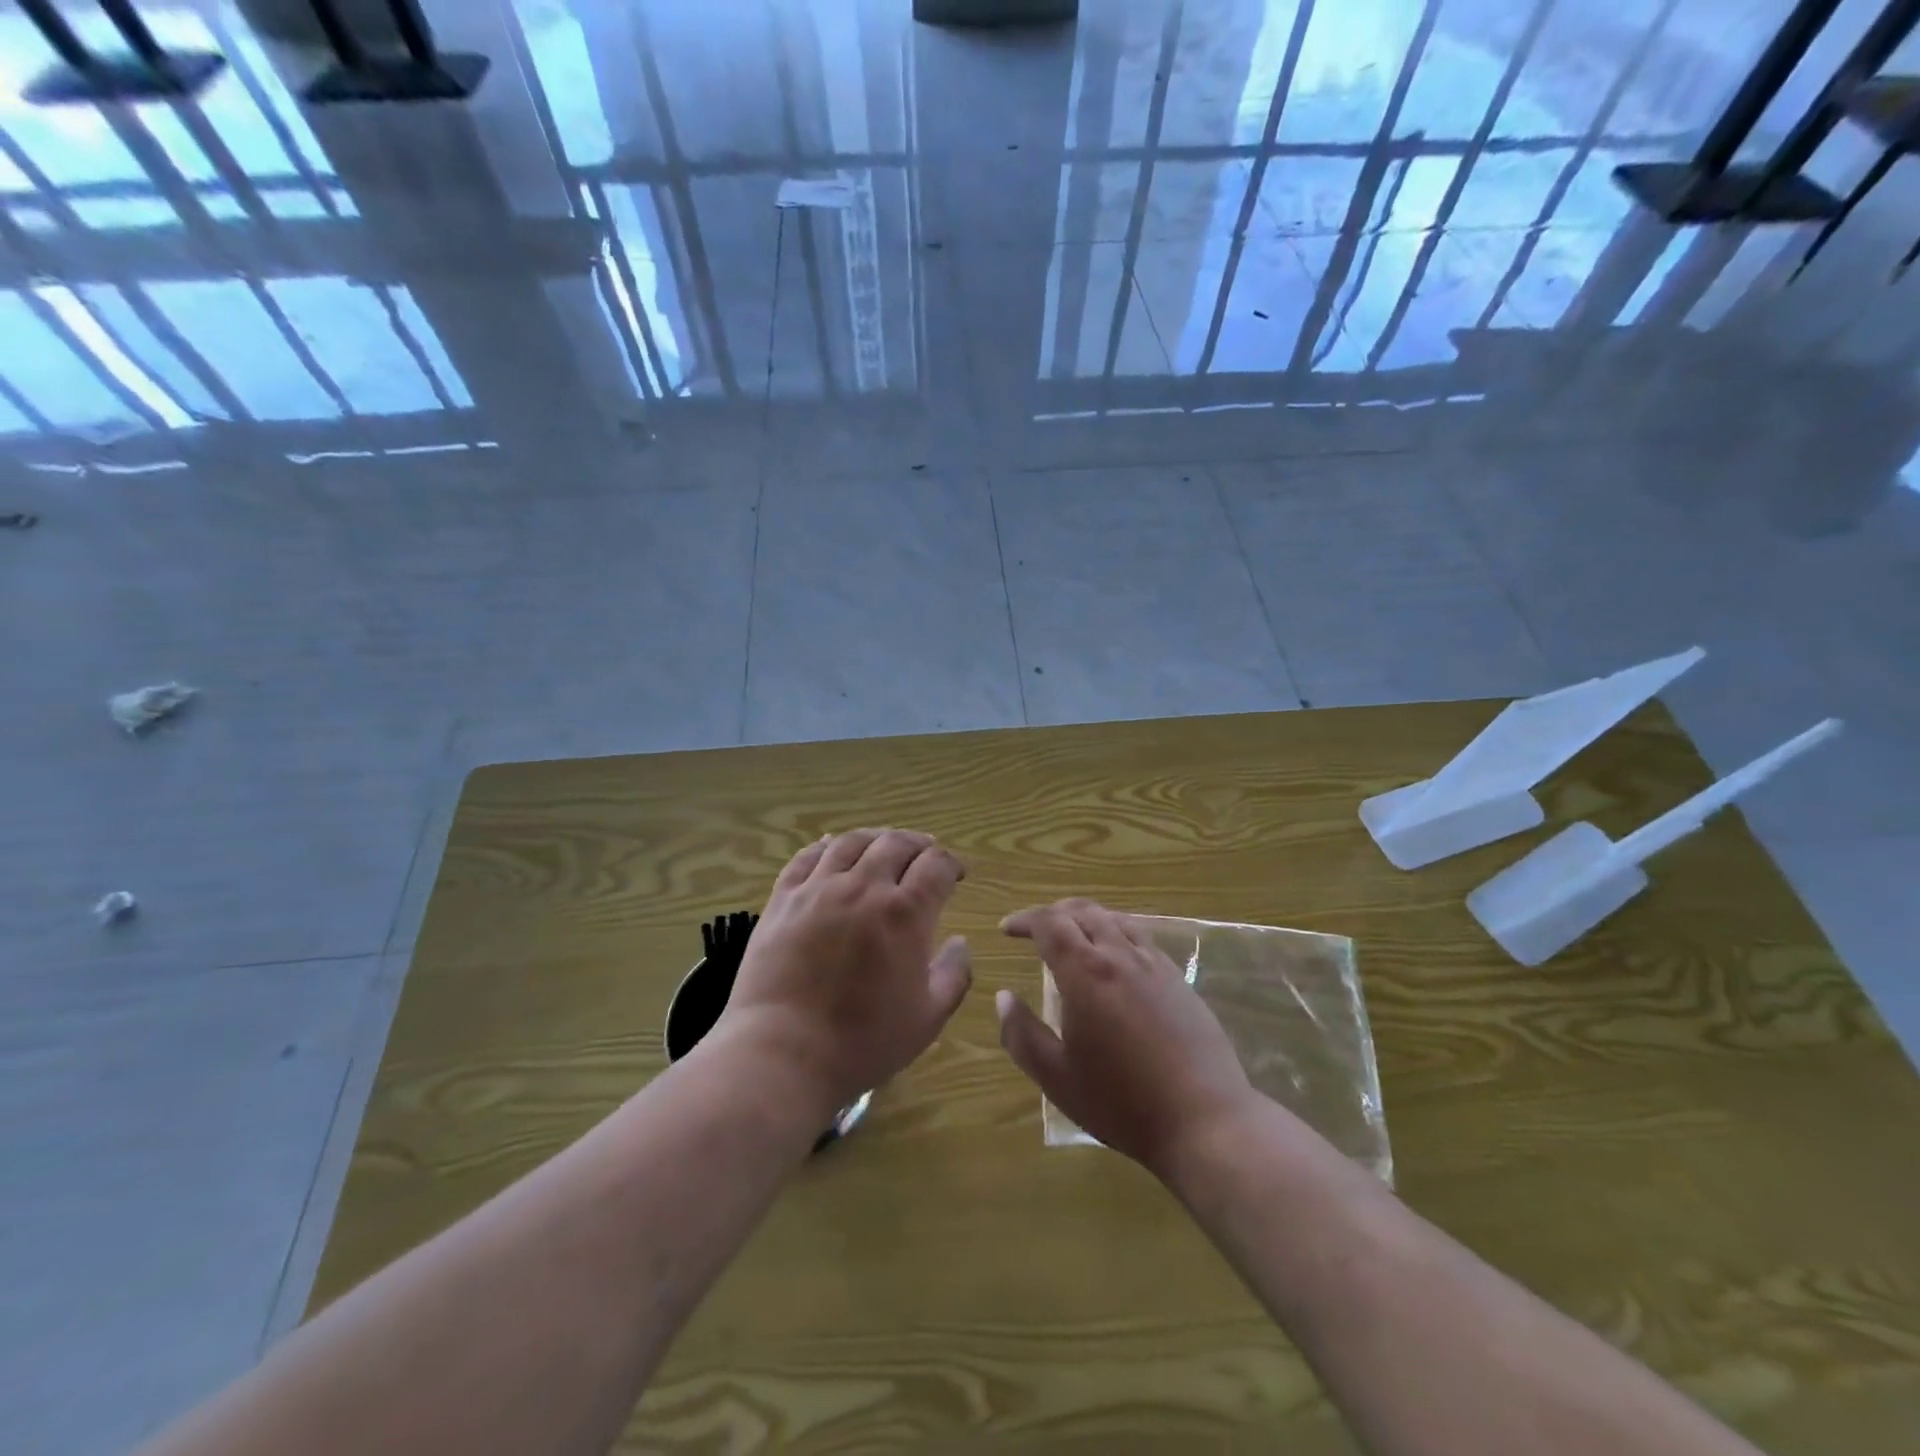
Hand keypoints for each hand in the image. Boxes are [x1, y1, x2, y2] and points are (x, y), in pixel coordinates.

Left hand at [715, 829, 972, 1118]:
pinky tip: (832, 846)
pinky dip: (825, 845)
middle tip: (926, 852)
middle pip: (896, 844)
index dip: (952, 863)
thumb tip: (960, 942)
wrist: (783, 1053)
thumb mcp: (928, 1018)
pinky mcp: (783, 899)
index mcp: (905, 913)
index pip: (936, 866)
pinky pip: (806, 857)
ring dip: (876, 838)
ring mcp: (818, 889)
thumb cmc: (863, 1041)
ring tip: (884, 844)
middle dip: (919, 844)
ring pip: (852, 842)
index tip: (956, 873)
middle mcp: (864, 887)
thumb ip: (954, 974)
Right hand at [995, 899, 1256, 1181]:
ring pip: (1115, 918)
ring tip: (1072, 934)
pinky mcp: (1178, 979)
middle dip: (1053, 913)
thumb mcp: (1058, 1079)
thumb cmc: (1122, 1103)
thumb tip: (1002, 997)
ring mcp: (1154, 964)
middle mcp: (1120, 955)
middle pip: (1082, 912)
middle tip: (1034, 929)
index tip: (1007, 929)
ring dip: (1086, 917)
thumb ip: (1022, 1036)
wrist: (1204, 1120)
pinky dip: (1116, 931)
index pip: (1049, 923)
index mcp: (1086, 973)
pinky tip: (1115, 957)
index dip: (1025, 919)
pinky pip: (1141, 936)